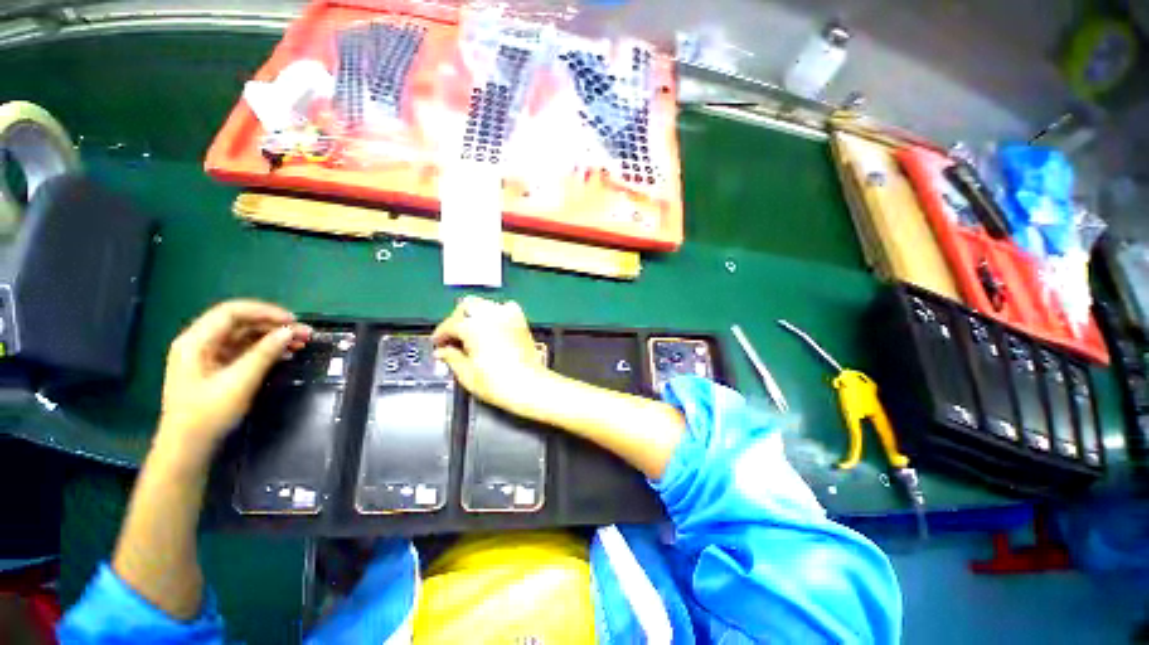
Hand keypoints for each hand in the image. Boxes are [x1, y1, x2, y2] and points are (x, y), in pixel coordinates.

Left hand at [158, 300, 310, 452]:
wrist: (187, 447)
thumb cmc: (208, 413)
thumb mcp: (239, 381)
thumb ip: (264, 353)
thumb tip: (289, 331)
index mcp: (196, 341)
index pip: (231, 312)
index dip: (265, 312)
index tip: (294, 321)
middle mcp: (199, 343)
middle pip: (239, 322)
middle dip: (273, 325)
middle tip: (305, 333)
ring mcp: (207, 356)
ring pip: (244, 336)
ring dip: (272, 337)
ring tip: (301, 342)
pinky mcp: (216, 368)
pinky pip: (243, 350)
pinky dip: (265, 349)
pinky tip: (285, 353)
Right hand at [432, 296, 546, 412]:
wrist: (529, 385)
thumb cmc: (499, 383)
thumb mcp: (467, 374)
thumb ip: (451, 358)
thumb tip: (443, 352)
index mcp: (474, 327)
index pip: (450, 325)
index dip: (440, 335)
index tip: (438, 343)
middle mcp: (491, 316)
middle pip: (467, 306)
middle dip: (457, 318)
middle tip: (452, 336)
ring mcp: (508, 316)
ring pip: (485, 304)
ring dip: (474, 314)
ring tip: (470, 331)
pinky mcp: (520, 321)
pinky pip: (505, 308)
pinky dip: (495, 313)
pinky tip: (492, 326)